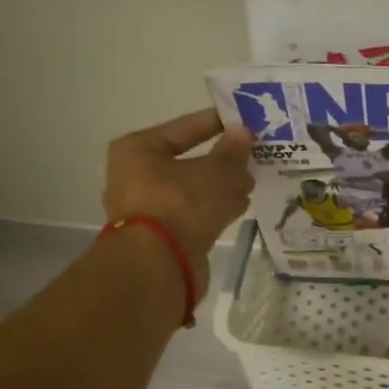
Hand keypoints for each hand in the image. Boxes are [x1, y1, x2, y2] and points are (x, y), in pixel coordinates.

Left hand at [105, 109, 254, 281]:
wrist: (158, 267)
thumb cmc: (180, 205)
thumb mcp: (215, 172)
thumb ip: (232, 152)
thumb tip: (243, 133)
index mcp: (138, 150)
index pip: (184, 128)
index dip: (216, 123)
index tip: (244, 121)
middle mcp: (135, 178)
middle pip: (187, 161)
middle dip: (221, 161)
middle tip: (252, 156)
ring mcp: (147, 210)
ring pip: (192, 190)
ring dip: (221, 188)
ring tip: (251, 184)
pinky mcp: (161, 238)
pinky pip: (193, 214)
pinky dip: (214, 210)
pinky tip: (238, 208)